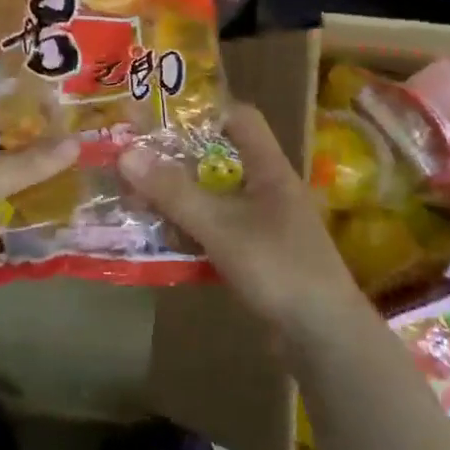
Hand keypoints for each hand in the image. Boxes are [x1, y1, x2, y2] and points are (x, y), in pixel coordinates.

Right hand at [119, 104, 366, 342]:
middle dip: (175, 158)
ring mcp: (262, 225)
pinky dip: (187, 230)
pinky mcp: (255, 256)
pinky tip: (157, 238)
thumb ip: (174, 192)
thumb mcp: (221, 227)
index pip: (241, 118)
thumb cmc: (279, 268)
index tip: (161, 112)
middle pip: (217, 159)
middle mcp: (266, 190)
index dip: (204, 109)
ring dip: (177, 197)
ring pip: (212, 198)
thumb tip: (125, 153)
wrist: (324, 339)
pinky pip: (214, 231)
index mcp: (269, 169)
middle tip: (131, 156)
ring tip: (131, 195)